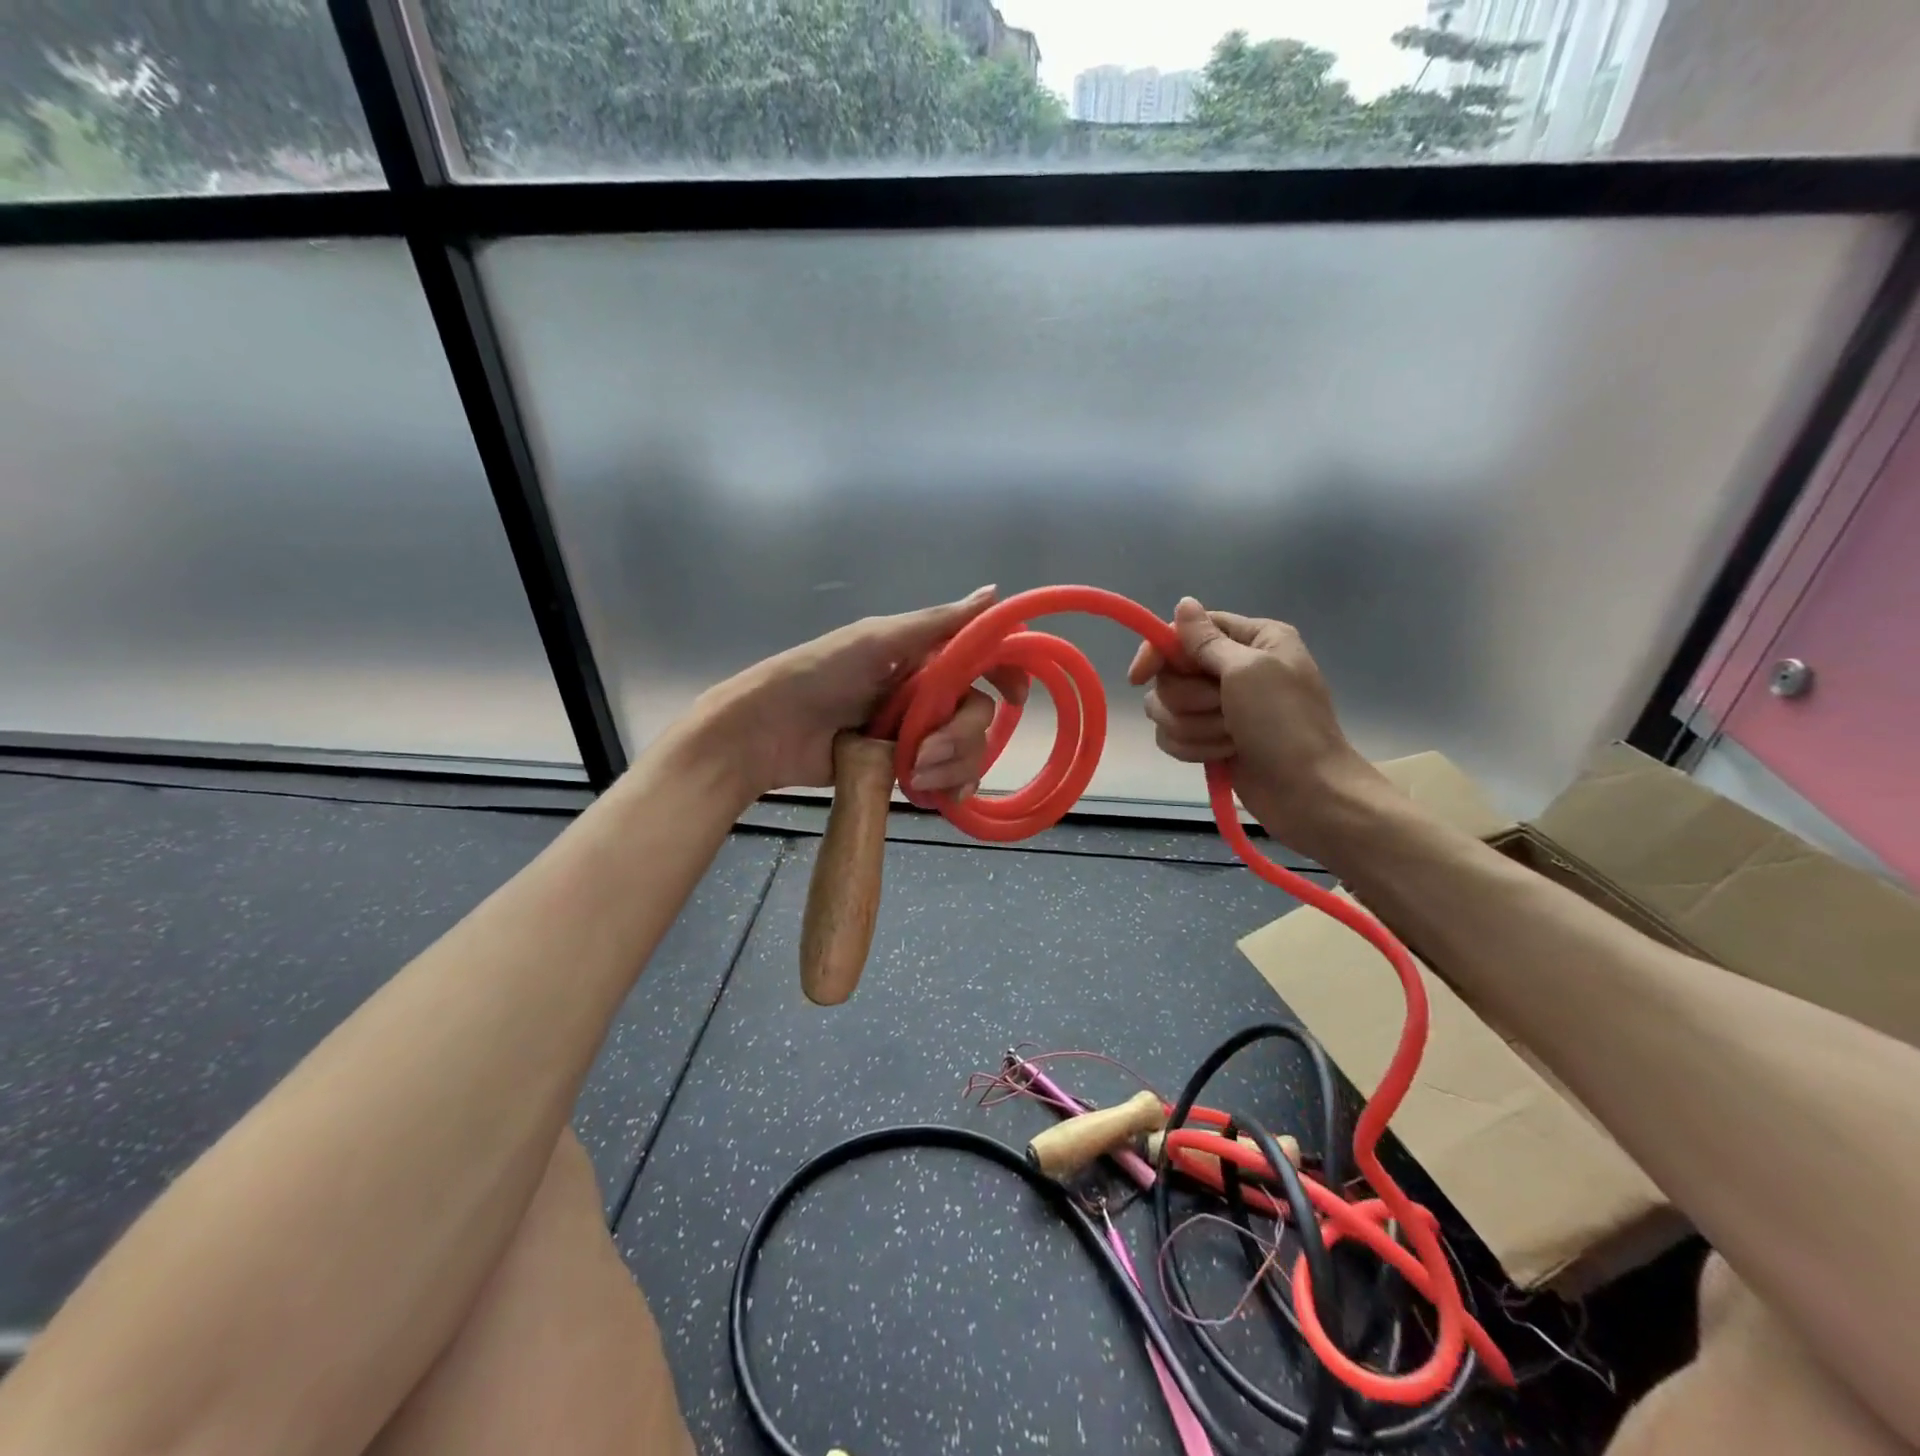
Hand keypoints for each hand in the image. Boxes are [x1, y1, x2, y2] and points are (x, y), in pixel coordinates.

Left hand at [698, 586, 1028, 797]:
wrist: (765, 732)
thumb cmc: (818, 674)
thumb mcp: (877, 641)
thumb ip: (937, 624)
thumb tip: (994, 593)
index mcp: (924, 657)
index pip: (983, 660)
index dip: (1006, 674)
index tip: (1015, 696)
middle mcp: (927, 693)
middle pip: (980, 715)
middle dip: (961, 738)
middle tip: (924, 752)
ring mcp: (916, 734)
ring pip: (968, 751)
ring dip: (951, 766)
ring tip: (912, 776)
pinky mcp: (903, 769)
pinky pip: (947, 779)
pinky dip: (949, 789)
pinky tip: (935, 797)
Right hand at [1126, 598, 1387, 857]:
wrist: (1307, 792)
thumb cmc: (1285, 724)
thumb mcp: (1248, 671)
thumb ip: (1207, 640)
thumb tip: (1183, 603)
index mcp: (1252, 639)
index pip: (1185, 631)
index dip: (1158, 652)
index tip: (1139, 677)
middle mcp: (1233, 667)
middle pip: (1171, 673)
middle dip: (1191, 700)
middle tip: (1225, 711)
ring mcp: (1219, 705)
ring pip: (1167, 708)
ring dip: (1195, 728)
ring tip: (1230, 739)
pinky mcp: (1208, 738)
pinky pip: (1172, 736)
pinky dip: (1193, 748)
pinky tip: (1222, 756)